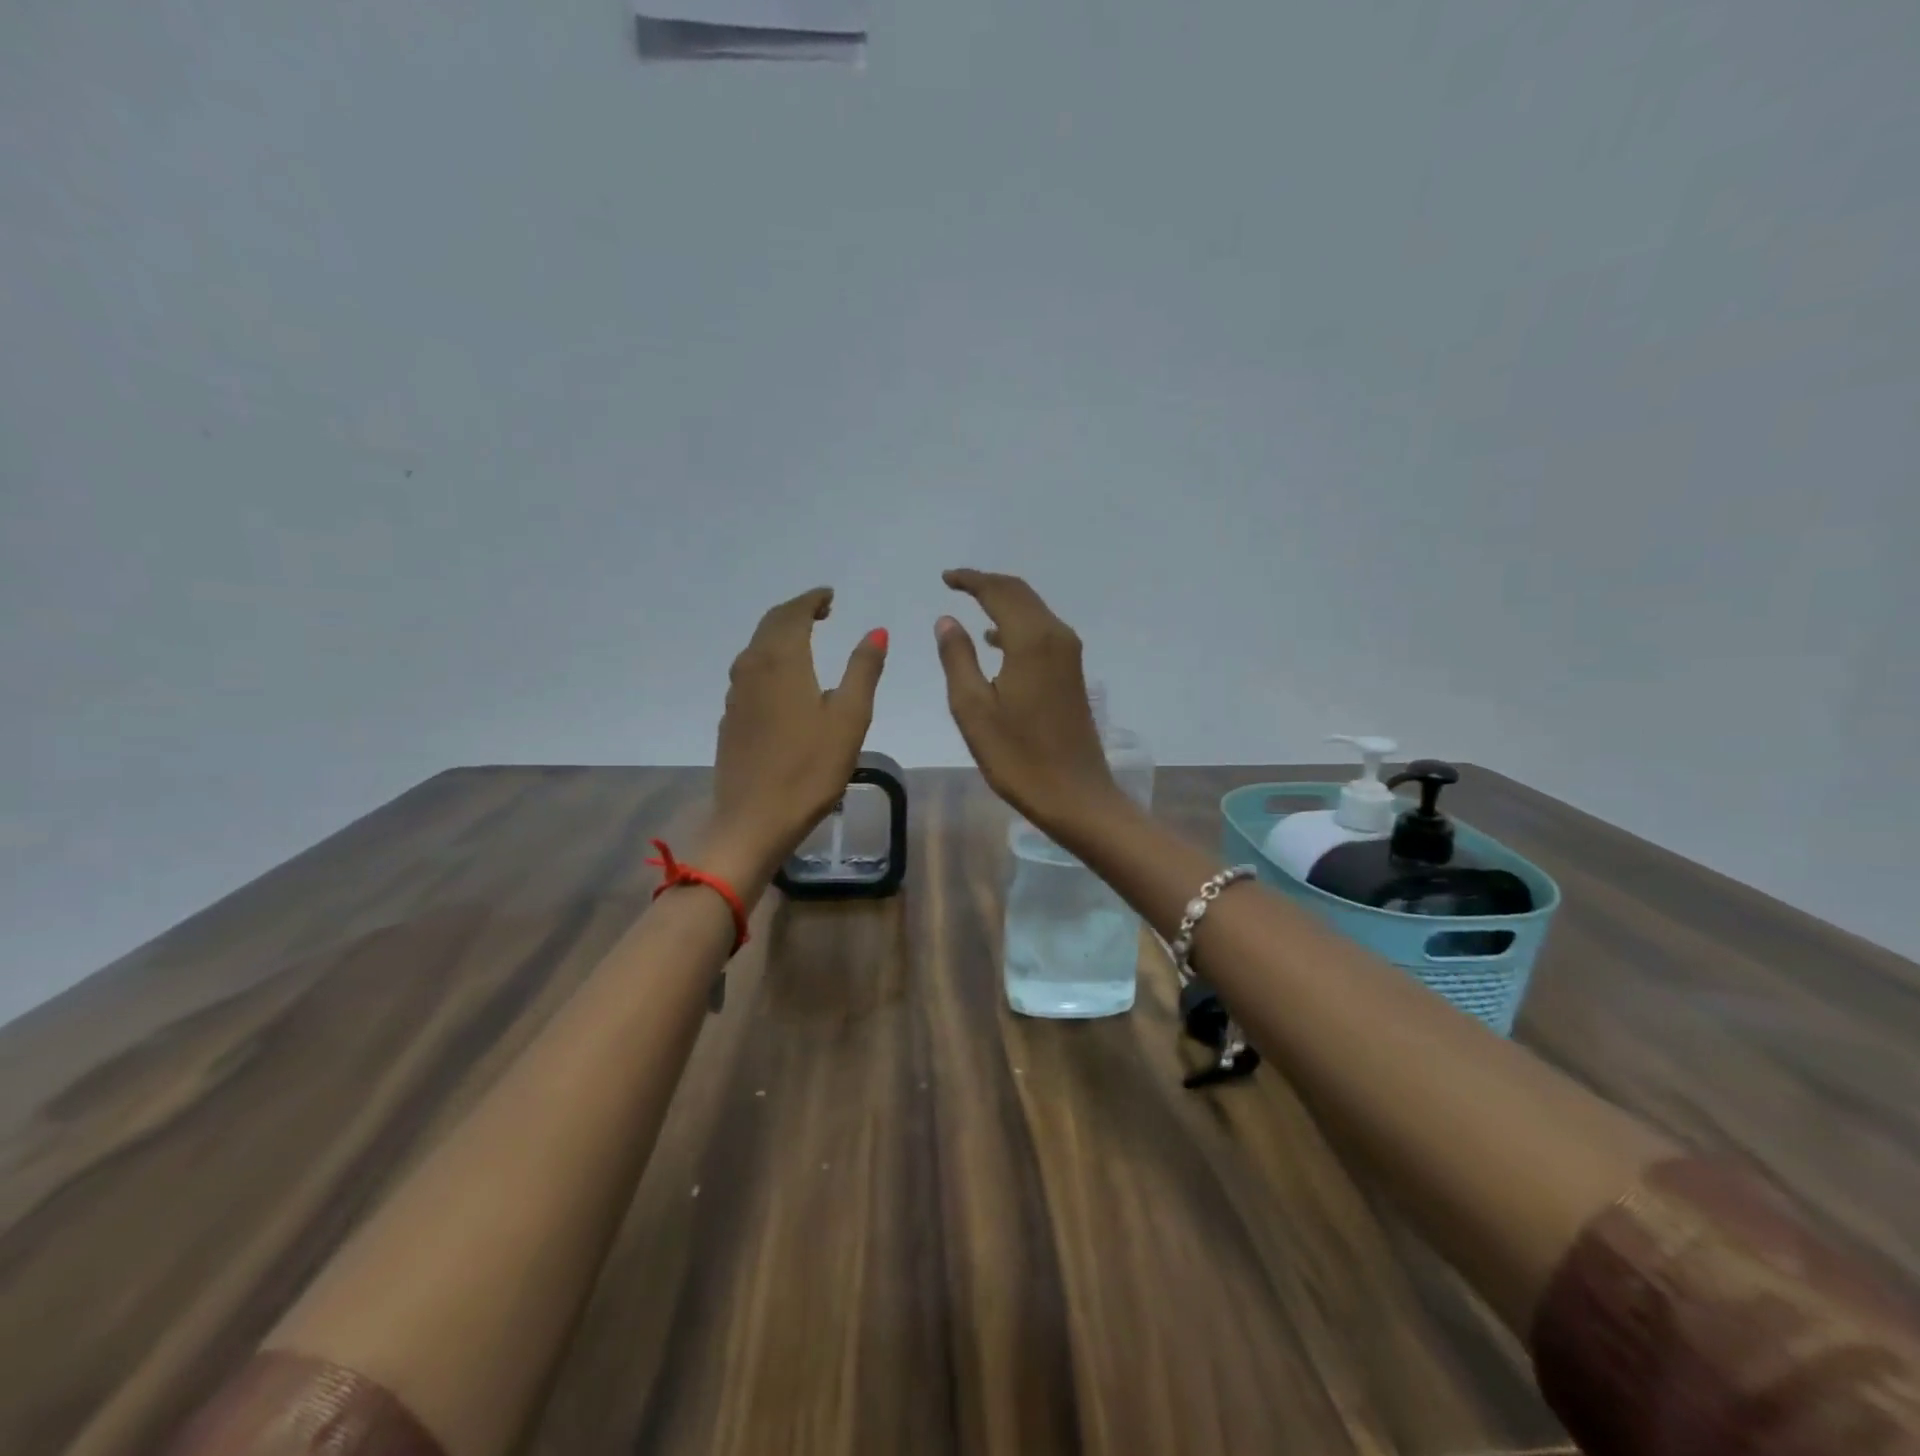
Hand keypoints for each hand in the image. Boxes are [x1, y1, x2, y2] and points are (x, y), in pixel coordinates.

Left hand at [707, 587, 887, 888]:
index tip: (830, 596)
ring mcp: (736, 695)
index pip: (793, 613)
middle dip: (795, 612)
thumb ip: (863, 670)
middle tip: (821, 612)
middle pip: (770, 625)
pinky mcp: (731, 718)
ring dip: (780, 634)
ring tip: (805, 639)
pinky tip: (783, 680)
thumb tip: (876, 630)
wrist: (753, 820)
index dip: (812, 599)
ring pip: (756, 648)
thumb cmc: (810, 769)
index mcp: (782, 661)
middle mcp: (752, 668)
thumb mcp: (849, 718)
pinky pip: (749, 672)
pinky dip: (769, 659)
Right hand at [935, 568, 1120, 833]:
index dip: (971, 580)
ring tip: (970, 606)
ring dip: (1003, 603)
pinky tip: (994, 641)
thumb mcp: (973, 709)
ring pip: (1033, 612)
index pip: (999, 592)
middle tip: (955, 584)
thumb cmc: (1017, 756)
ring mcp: (1069, 656)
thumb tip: (947, 620)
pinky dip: (1016, 625)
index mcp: (1031, 640)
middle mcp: (1057, 637)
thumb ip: (957, 658)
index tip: (945, 578)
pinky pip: (1041, 633)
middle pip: (1020, 594)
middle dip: (988, 585)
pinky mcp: (1072, 674)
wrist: (1075, 795)